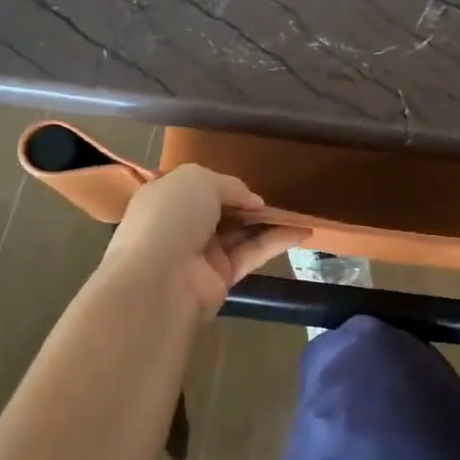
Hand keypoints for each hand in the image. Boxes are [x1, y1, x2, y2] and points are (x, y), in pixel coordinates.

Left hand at [101, 165, 308, 317]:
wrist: (158, 279)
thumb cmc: (171, 217)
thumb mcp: (199, 180)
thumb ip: (230, 185)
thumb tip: (252, 202)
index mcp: (166, 197)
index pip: (198, 188)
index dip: (225, 184)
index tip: (251, 184)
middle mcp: (181, 225)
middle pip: (222, 211)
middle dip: (249, 204)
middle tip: (282, 195)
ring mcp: (201, 253)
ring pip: (241, 233)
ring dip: (268, 222)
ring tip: (299, 211)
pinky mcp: (222, 277)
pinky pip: (252, 254)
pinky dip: (276, 241)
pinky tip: (301, 230)